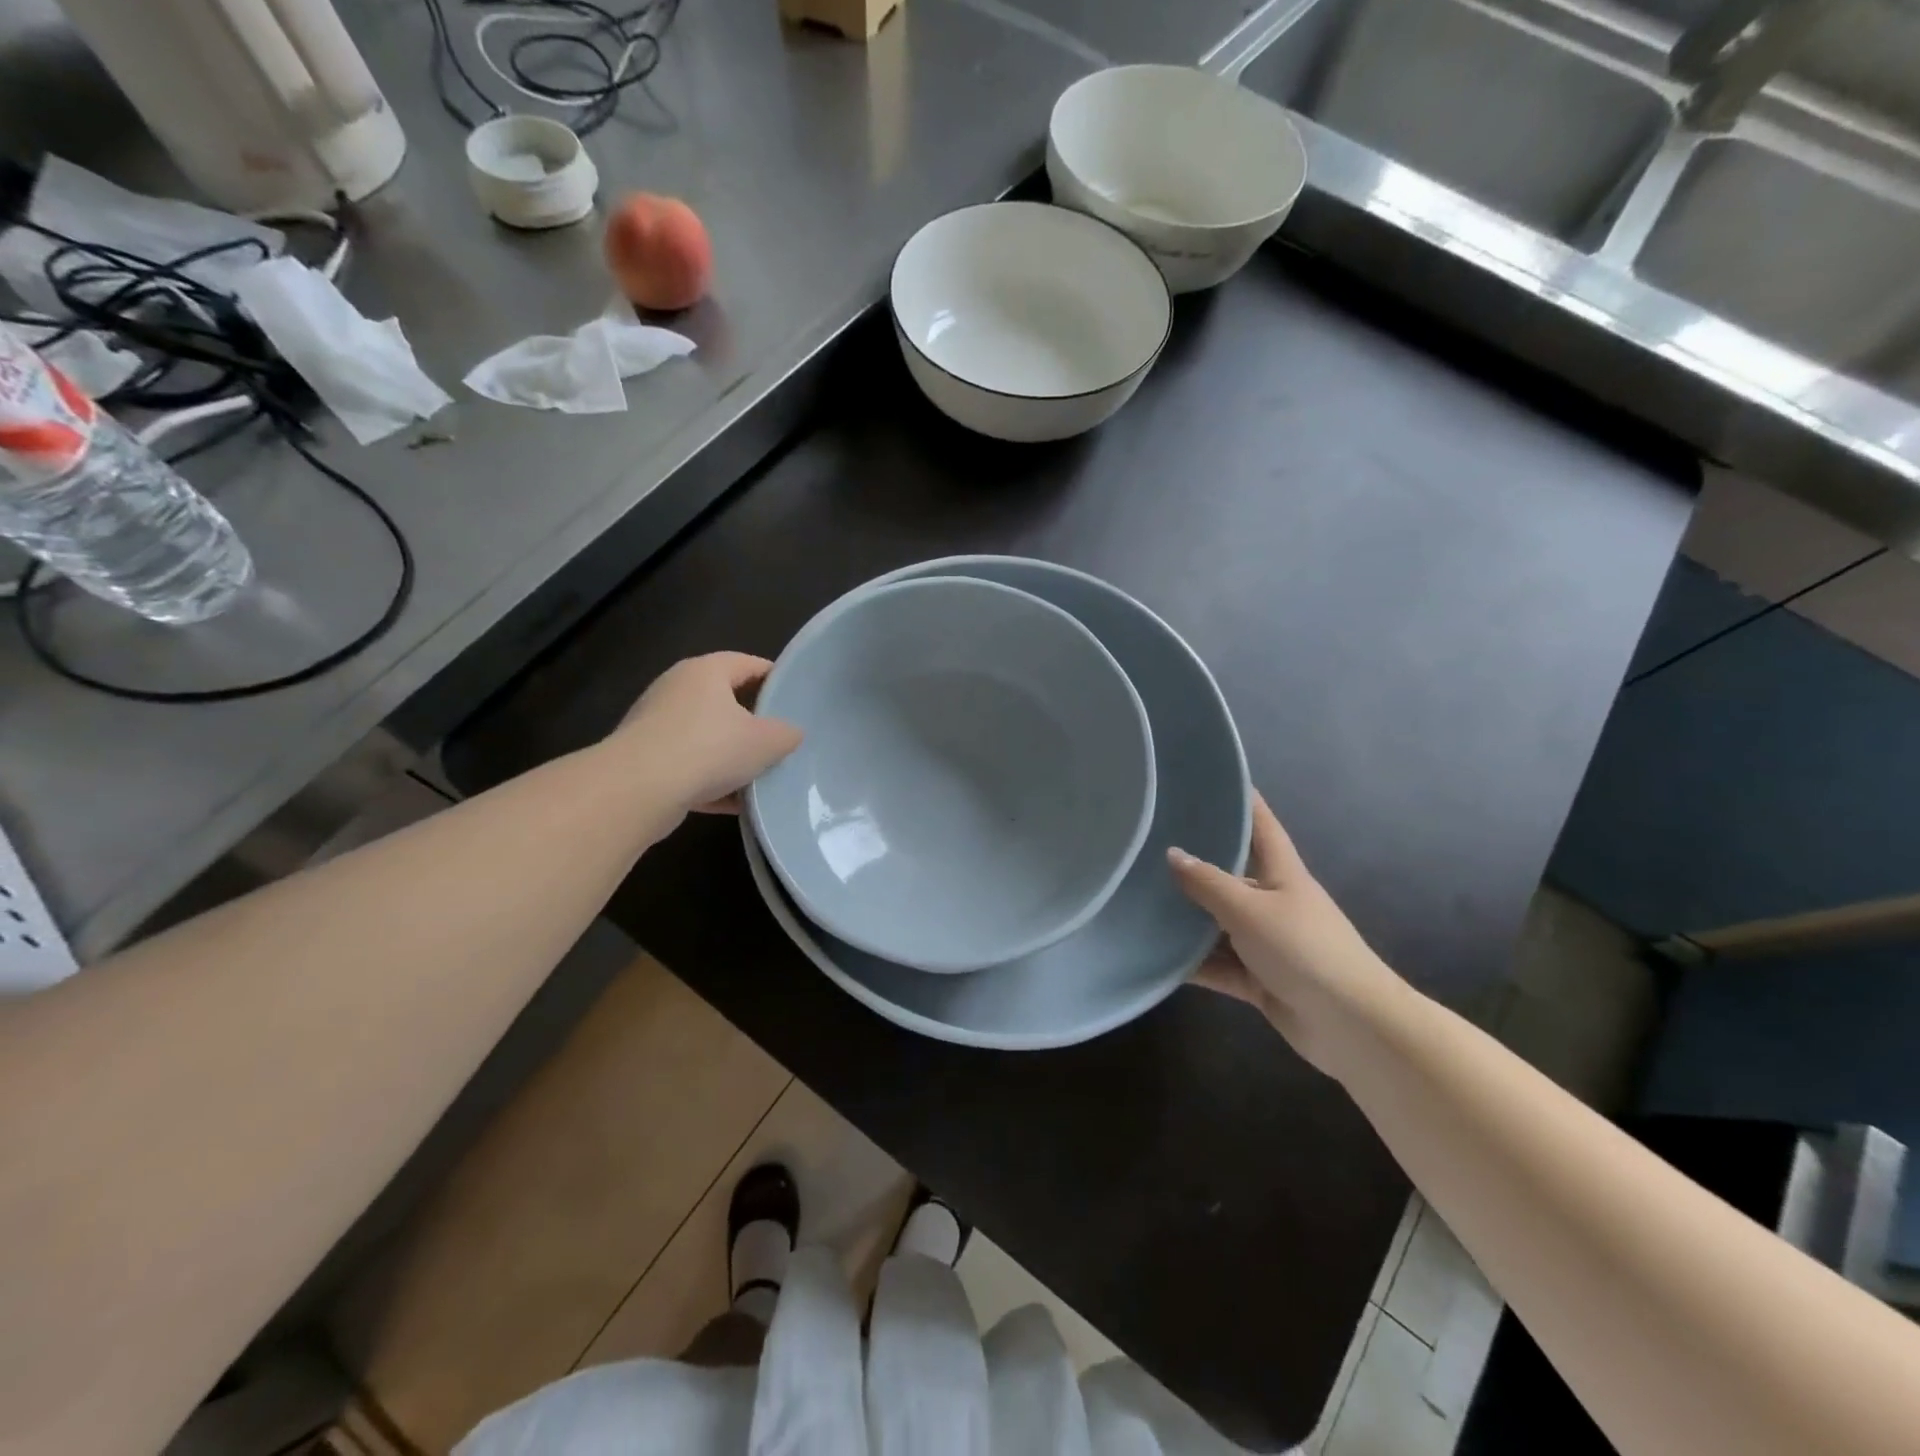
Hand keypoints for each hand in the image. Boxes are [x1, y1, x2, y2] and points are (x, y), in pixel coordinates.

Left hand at [613, 653, 802, 817]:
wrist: (637, 790)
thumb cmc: (708, 749)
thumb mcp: (766, 741)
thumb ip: (786, 734)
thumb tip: (791, 734)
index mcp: (706, 671)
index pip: (749, 664)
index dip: (776, 679)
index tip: (796, 700)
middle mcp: (677, 689)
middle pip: (726, 701)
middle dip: (754, 723)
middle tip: (781, 741)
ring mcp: (656, 724)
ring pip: (706, 737)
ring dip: (732, 758)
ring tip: (761, 777)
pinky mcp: (644, 759)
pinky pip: (688, 767)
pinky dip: (710, 782)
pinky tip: (734, 804)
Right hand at [1169, 795, 1404, 1075]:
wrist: (1352, 1026)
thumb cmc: (1304, 950)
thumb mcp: (1250, 910)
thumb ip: (1208, 883)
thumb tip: (1173, 854)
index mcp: (1282, 873)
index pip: (1260, 824)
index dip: (1241, 799)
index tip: (1211, 777)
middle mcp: (1272, 901)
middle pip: (1230, 874)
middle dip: (1194, 863)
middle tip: (1146, 845)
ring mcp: (1265, 943)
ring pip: (1217, 924)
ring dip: (1187, 920)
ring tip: (1138, 901)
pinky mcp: (1258, 980)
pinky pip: (1217, 965)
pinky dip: (1192, 964)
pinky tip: (1154, 957)